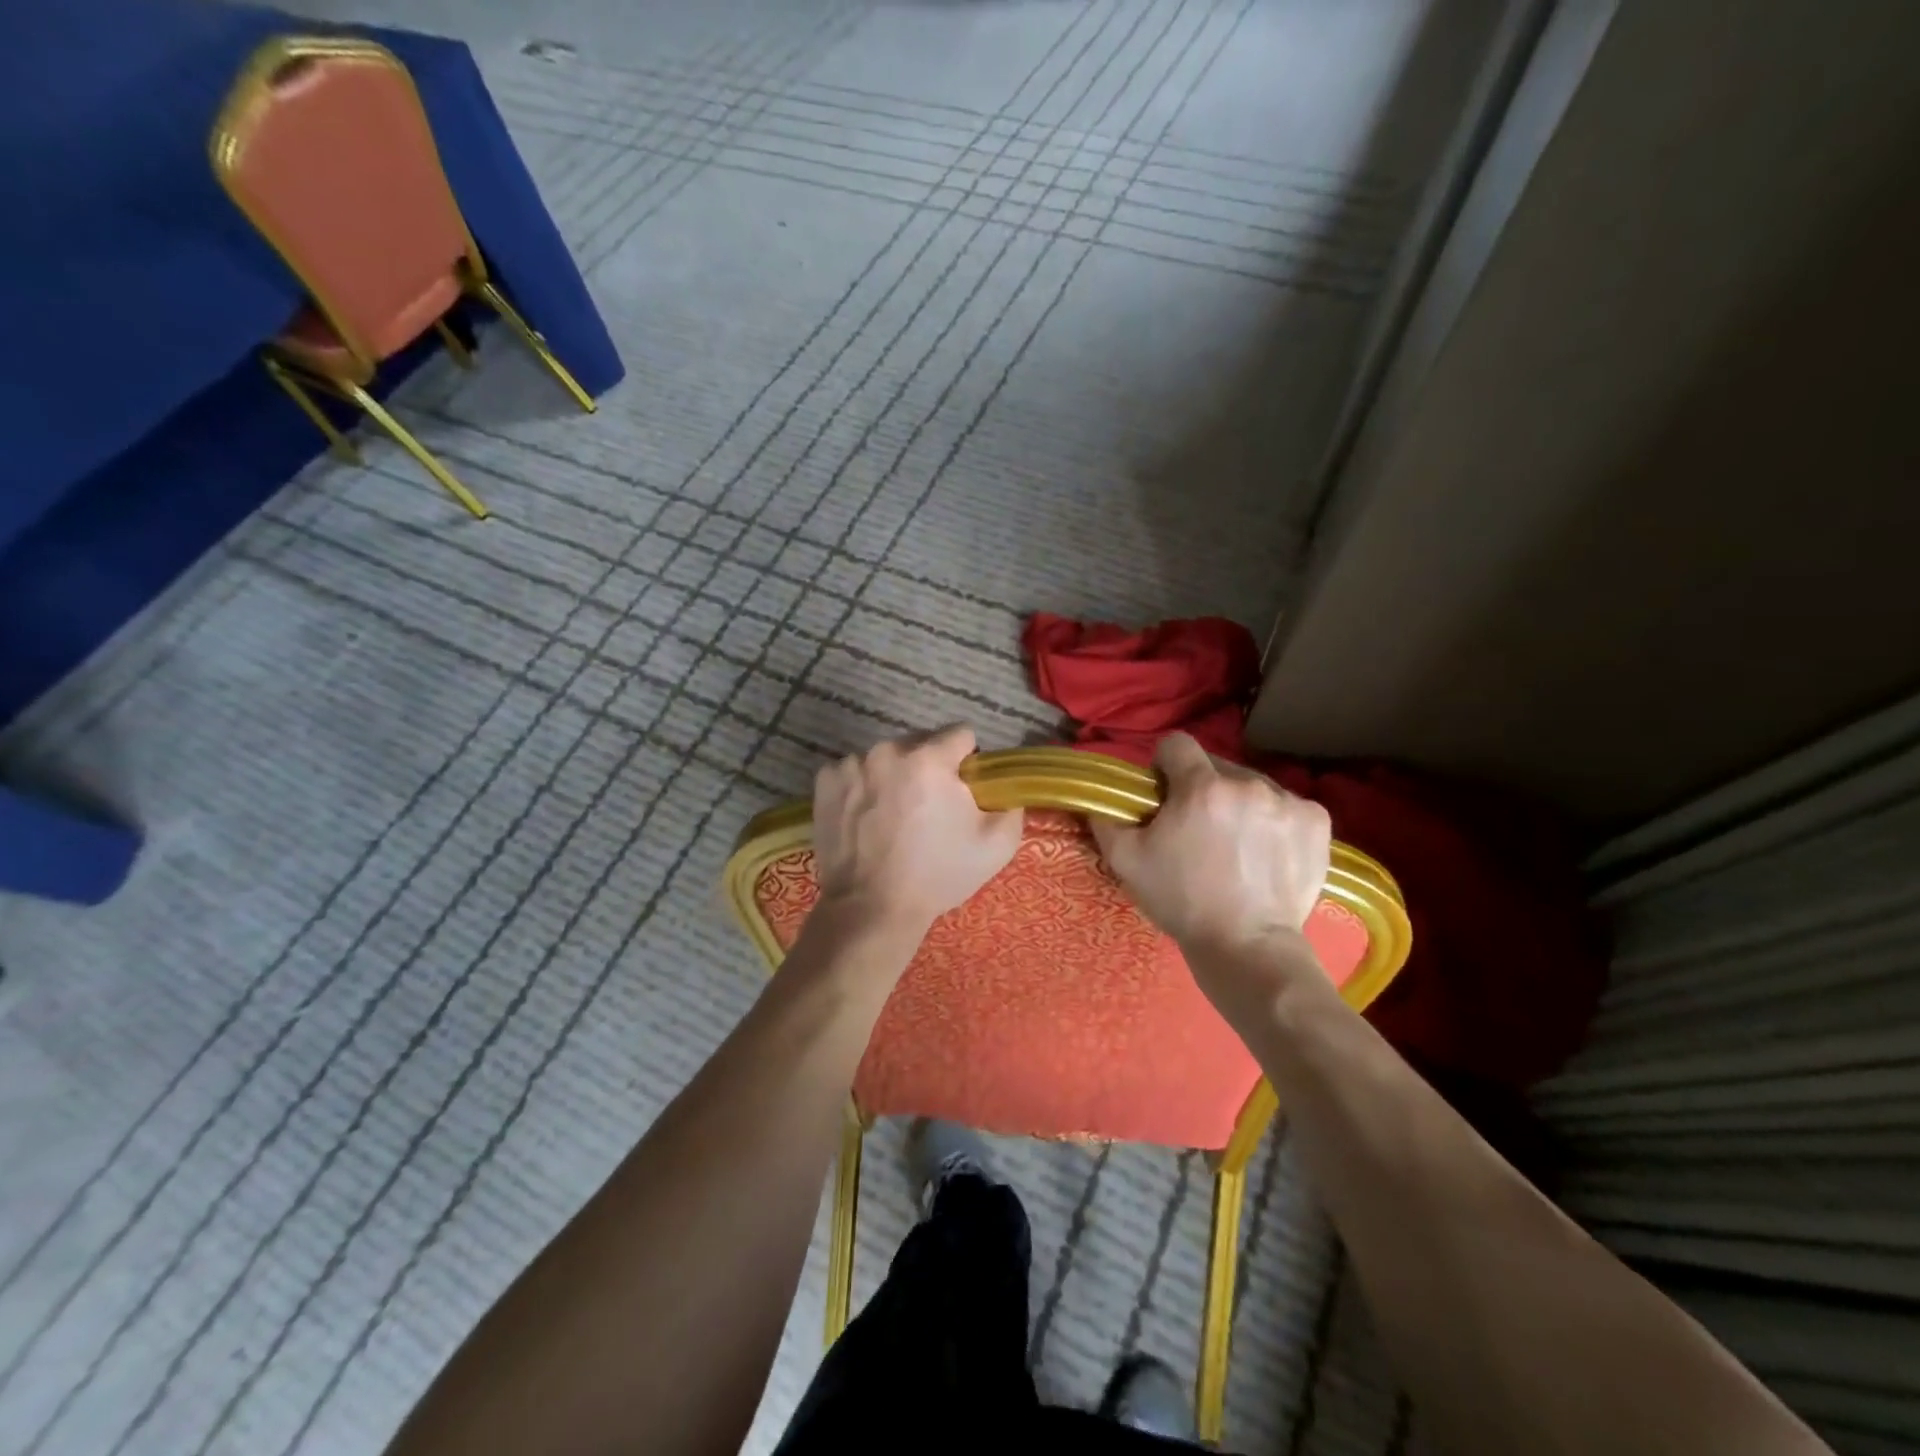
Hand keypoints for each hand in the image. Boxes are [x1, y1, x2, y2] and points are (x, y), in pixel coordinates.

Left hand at [812, 726, 1023, 933]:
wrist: (872, 908)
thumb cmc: (937, 875)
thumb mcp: (996, 845)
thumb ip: (1010, 803)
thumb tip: (1002, 787)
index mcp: (930, 758)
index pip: (961, 734)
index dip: (967, 761)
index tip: (962, 789)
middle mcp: (888, 750)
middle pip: (920, 744)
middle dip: (929, 768)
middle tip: (928, 809)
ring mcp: (851, 764)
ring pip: (885, 759)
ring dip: (894, 776)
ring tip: (893, 818)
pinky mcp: (825, 781)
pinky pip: (854, 773)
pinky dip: (862, 788)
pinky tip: (866, 819)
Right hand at [1091, 733, 1330, 967]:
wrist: (1247, 947)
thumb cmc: (1182, 902)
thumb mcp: (1127, 863)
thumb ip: (1107, 821)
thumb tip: (1100, 801)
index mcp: (1201, 788)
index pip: (1176, 744)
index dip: (1164, 764)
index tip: (1164, 792)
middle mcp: (1247, 783)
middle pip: (1216, 766)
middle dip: (1203, 788)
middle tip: (1197, 827)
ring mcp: (1287, 801)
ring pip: (1252, 786)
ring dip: (1239, 803)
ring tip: (1236, 844)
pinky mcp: (1317, 822)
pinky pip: (1287, 806)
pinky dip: (1274, 821)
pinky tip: (1267, 852)